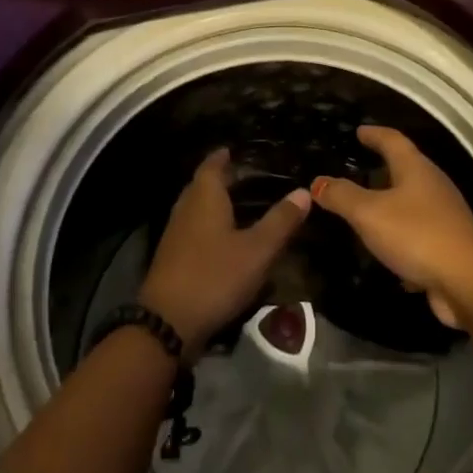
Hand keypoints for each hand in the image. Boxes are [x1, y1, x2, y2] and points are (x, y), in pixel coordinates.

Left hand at [139, 149, 310, 359]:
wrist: (167, 323)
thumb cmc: (215, 276)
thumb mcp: (257, 250)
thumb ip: (281, 221)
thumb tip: (304, 191)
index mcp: (205, 197)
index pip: (212, 164)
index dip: (225, 156)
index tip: (238, 149)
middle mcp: (186, 208)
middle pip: (202, 184)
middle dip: (222, 178)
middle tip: (248, 175)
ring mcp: (176, 233)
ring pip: (197, 207)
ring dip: (216, 202)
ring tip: (242, 204)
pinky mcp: (173, 257)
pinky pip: (194, 228)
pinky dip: (210, 225)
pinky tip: (226, 238)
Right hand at [311, 126, 472, 328]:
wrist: (469, 281)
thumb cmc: (417, 234)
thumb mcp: (369, 213)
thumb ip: (342, 196)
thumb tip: (318, 181)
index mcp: (416, 169)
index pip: (393, 140)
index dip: (375, 134)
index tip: (359, 131)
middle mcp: (433, 186)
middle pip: (405, 169)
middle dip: (382, 168)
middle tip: (358, 169)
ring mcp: (443, 216)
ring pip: (411, 203)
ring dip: (390, 203)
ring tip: (365, 208)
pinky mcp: (447, 245)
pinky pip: (417, 233)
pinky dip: (399, 235)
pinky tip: (384, 249)